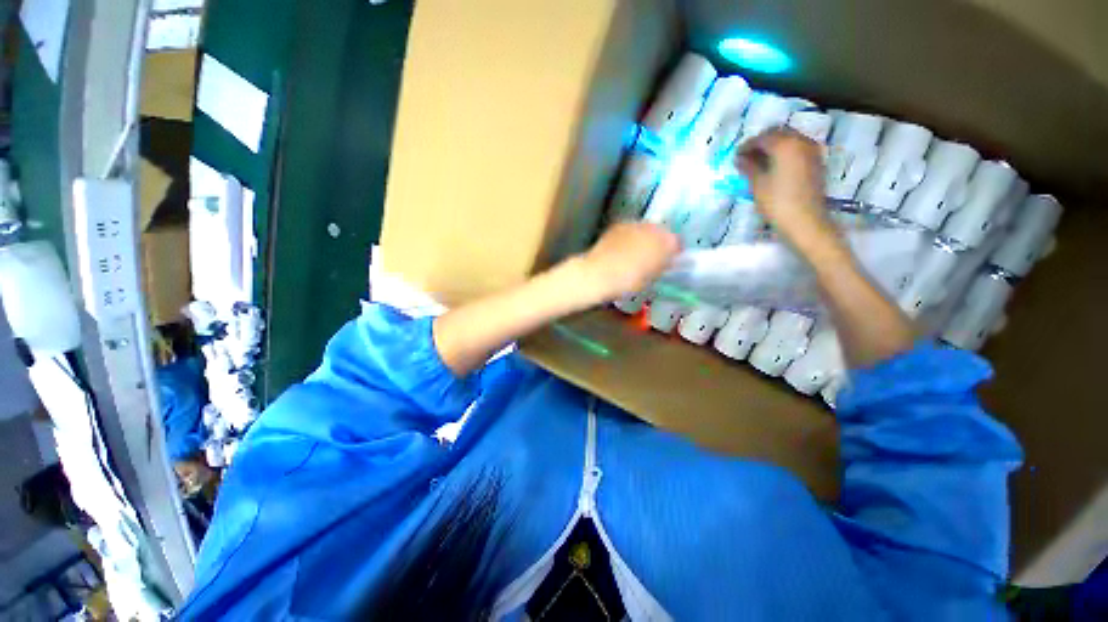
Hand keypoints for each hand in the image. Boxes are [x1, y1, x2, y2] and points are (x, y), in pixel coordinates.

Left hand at [581, 221, 679, 302]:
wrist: (598, 274)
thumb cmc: (627, 282)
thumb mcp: (650, 278)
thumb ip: (661, 266)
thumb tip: (666, 260)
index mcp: (666, 242)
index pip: (677, 242)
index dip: (674, 253)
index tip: (669, 262)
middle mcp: (653, 228)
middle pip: (661, 232)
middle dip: (659, 242)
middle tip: (653, 257)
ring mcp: (634, 224)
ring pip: (645, 229)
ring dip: (644, 238)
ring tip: (637, 253)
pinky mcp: (618, 225)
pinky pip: (630, 229)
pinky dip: (630, 237)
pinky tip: (623, 249)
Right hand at [737, 129, 841, 256]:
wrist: (806, 221)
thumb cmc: (777, 203)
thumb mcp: (757, 184)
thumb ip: (748, 167)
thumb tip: (739, 158)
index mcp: (785, 144)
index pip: (762, 137)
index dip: (746, 146)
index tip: (735, 157)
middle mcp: (801, 141)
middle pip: (778, 134)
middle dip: (761, 143)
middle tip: (746, 158)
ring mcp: (812, 151)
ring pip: (789, 140)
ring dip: (773, 148)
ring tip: (758, 163)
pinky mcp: (816, 162)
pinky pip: (797, 149)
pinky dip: (783, 153)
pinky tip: (773, 167)